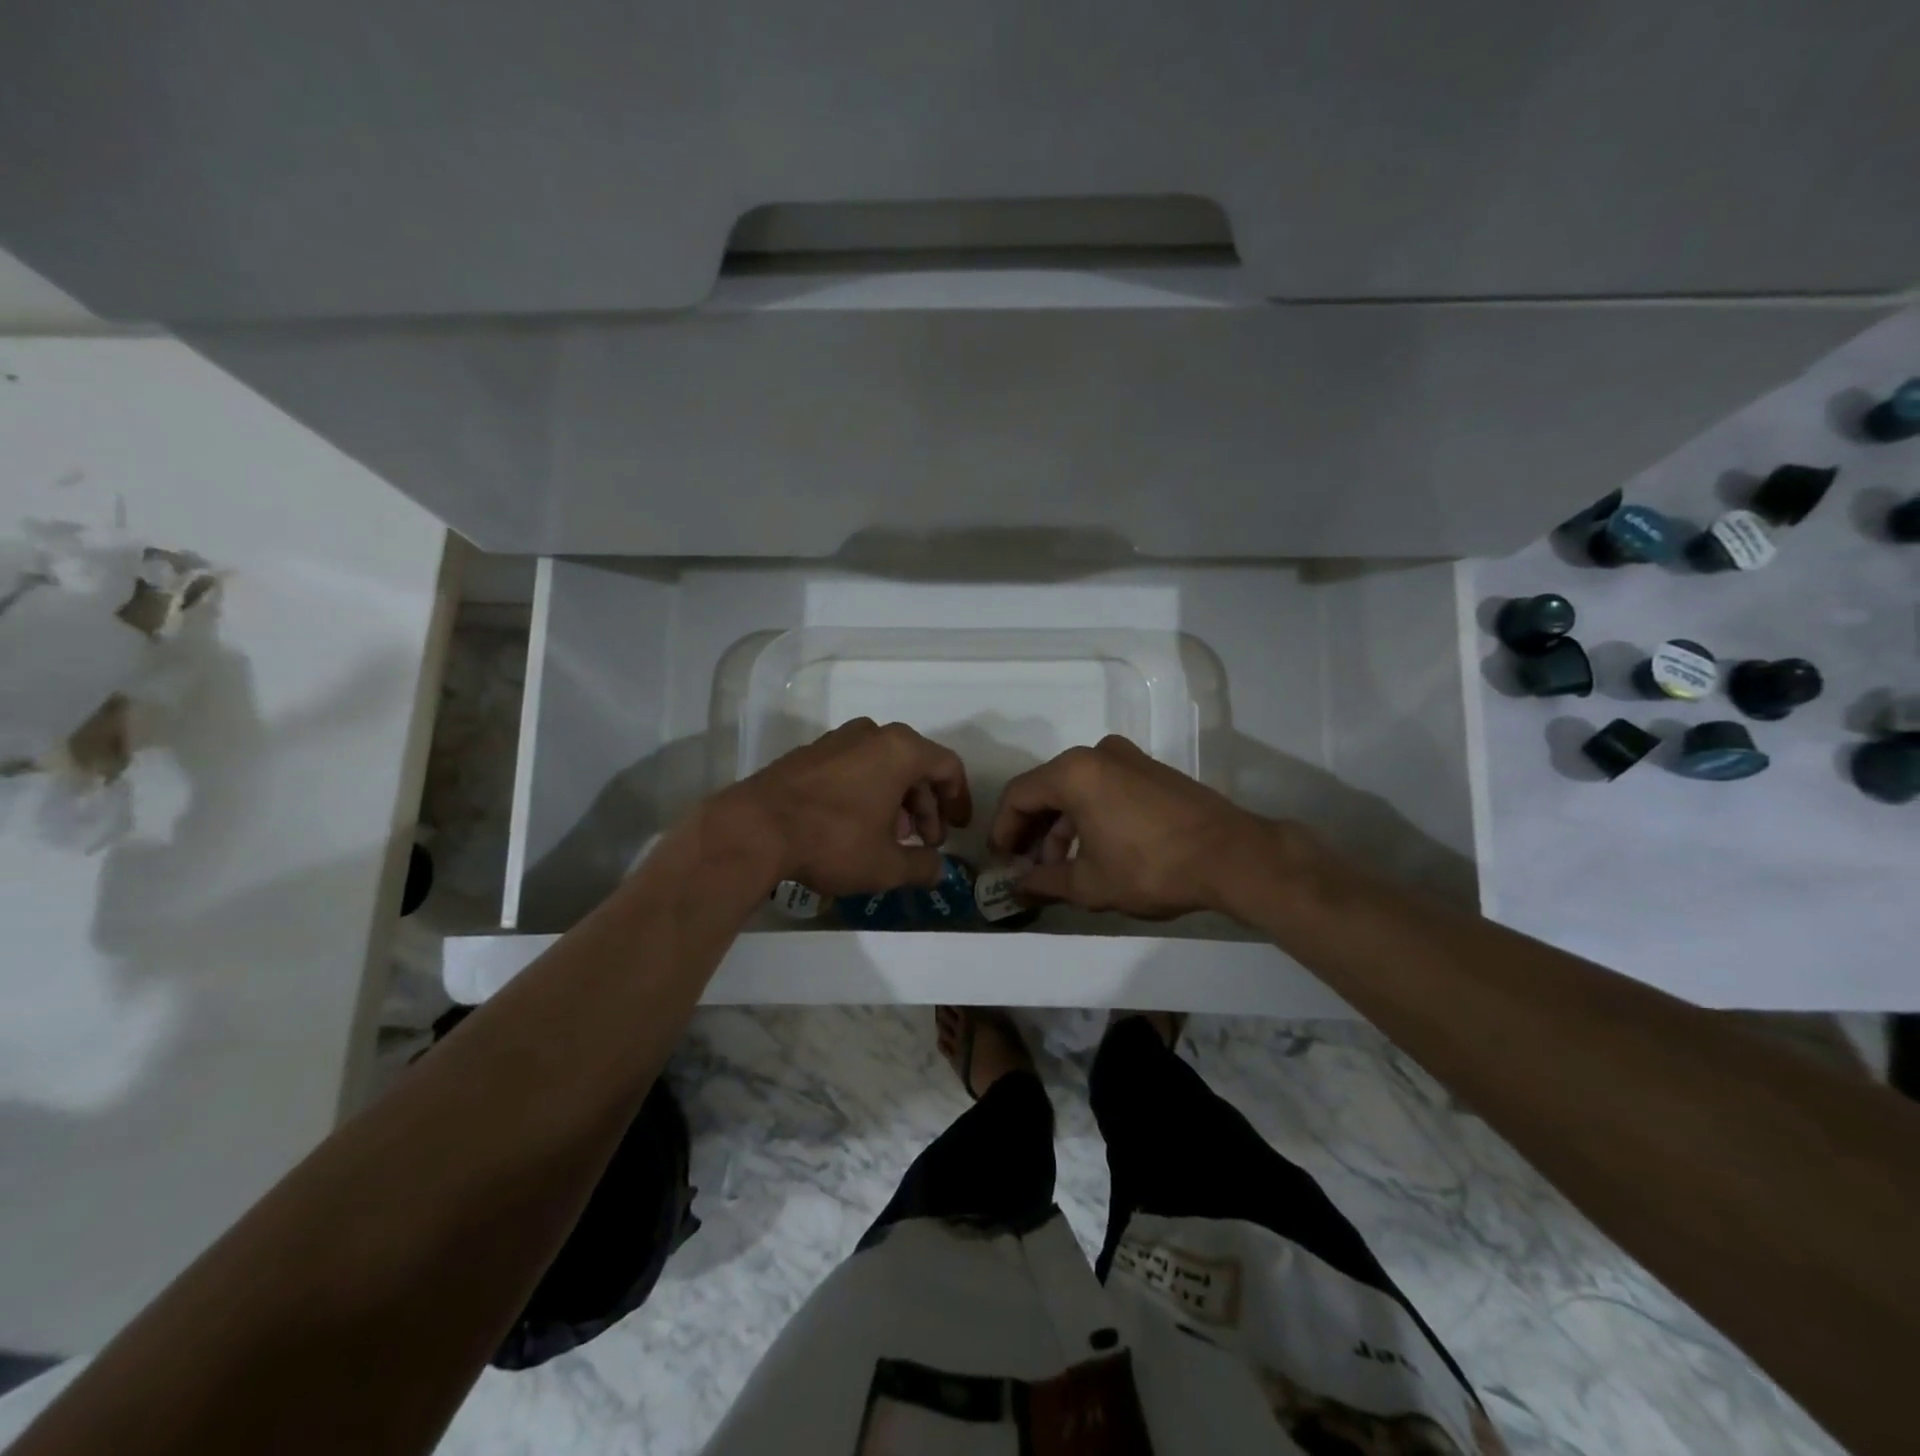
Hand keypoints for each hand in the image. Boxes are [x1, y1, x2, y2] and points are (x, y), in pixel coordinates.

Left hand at [721, 719, 972, 895]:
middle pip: (915, 765)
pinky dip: (866, 792)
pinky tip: (856, 826)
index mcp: (900, 750)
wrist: (754, 829)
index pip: (947, 766)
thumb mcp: (886, 865)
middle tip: (924, 841)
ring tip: (891, 838)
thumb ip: (922, 867)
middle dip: (925, 805)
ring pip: (882, 766)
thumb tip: (939, 871)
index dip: (958, 799)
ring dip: (896, 800)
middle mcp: (872, 734)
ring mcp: (837, 740)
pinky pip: (853, 767)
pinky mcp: (809, 753)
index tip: (958, 828)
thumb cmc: (833, 840)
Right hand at [988, 735, 1274, 918]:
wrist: (1233, 856)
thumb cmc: (1151, 867)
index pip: (1019, 795)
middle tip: (1026, 865)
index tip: (1001, 860)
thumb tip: (1019, 887)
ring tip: (1060, 866)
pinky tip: (1092, 849)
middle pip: (1047, 788)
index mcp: (1074, 772)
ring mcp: (1129, 758)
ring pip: (1076, 788)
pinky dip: (1088, 814)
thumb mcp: (1090, 884)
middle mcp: (1097, 754)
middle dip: (1032, 829)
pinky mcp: (1152, 770)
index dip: (1003, 829)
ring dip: (1061, 825)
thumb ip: (1045, 882)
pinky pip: (1104, 787)